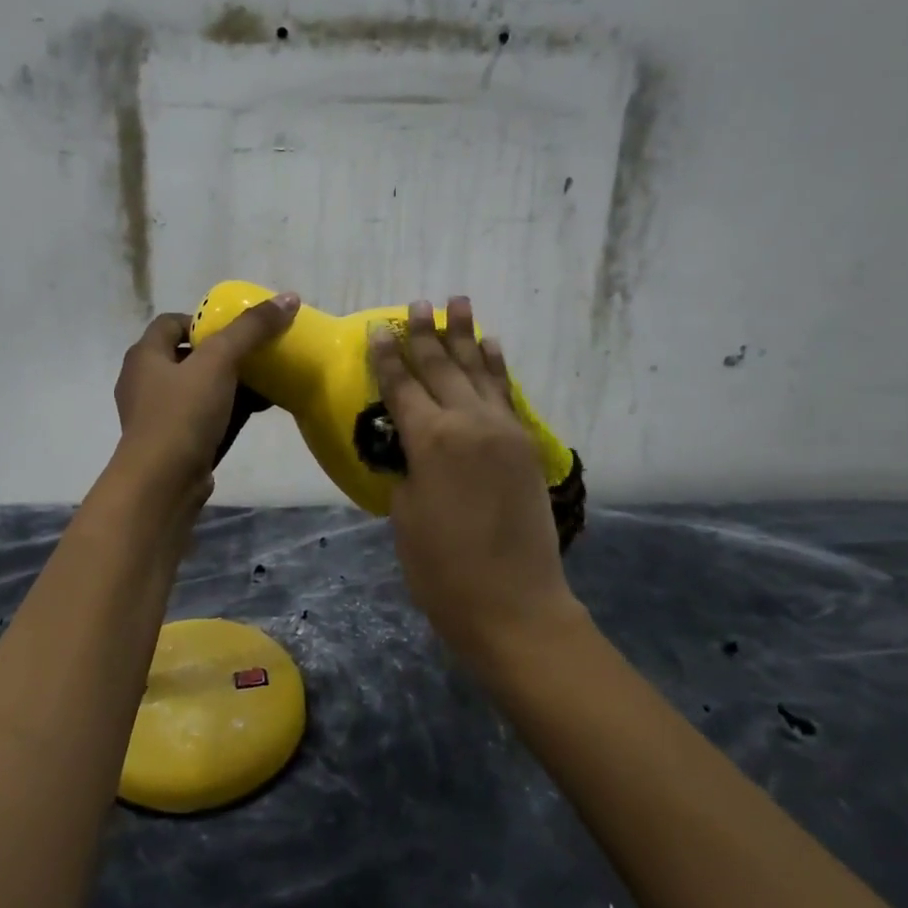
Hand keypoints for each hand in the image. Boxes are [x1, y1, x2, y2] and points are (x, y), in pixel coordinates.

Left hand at [113, 293, 299, 492]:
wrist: (162, 483)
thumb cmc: (182, 414)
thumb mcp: (219, 362)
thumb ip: (252, 329)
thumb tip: (289, 297)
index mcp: (145, 355)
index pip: (171, 323)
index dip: (204, 320)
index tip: (237, 328)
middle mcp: (145, 382)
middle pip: (189, 356)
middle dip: (225, 353)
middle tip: (259, 353)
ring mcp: (158, 416)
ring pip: (199, 389)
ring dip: (230, 384)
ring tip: (267, 380)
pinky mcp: (174, 443)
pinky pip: (204, 417)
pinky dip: (228, 410)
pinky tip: (258, 411)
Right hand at [369, 297, 577, 655]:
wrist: (513, 604)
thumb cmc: (442, 569)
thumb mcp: (405, 515)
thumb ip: (407, 468)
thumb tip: (411, 445)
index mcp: (430, 440)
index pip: (402, 385)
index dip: (388, 355)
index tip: (380, 327)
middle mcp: (469, 423)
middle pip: (442, 368)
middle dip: (427, 334)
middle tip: (418, 304)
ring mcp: (504, 431)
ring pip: (479, 371)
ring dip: (466, 336)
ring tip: (458, 303)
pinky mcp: (526, 445)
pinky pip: (507, 394)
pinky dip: (498, 368)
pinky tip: (492, 347)